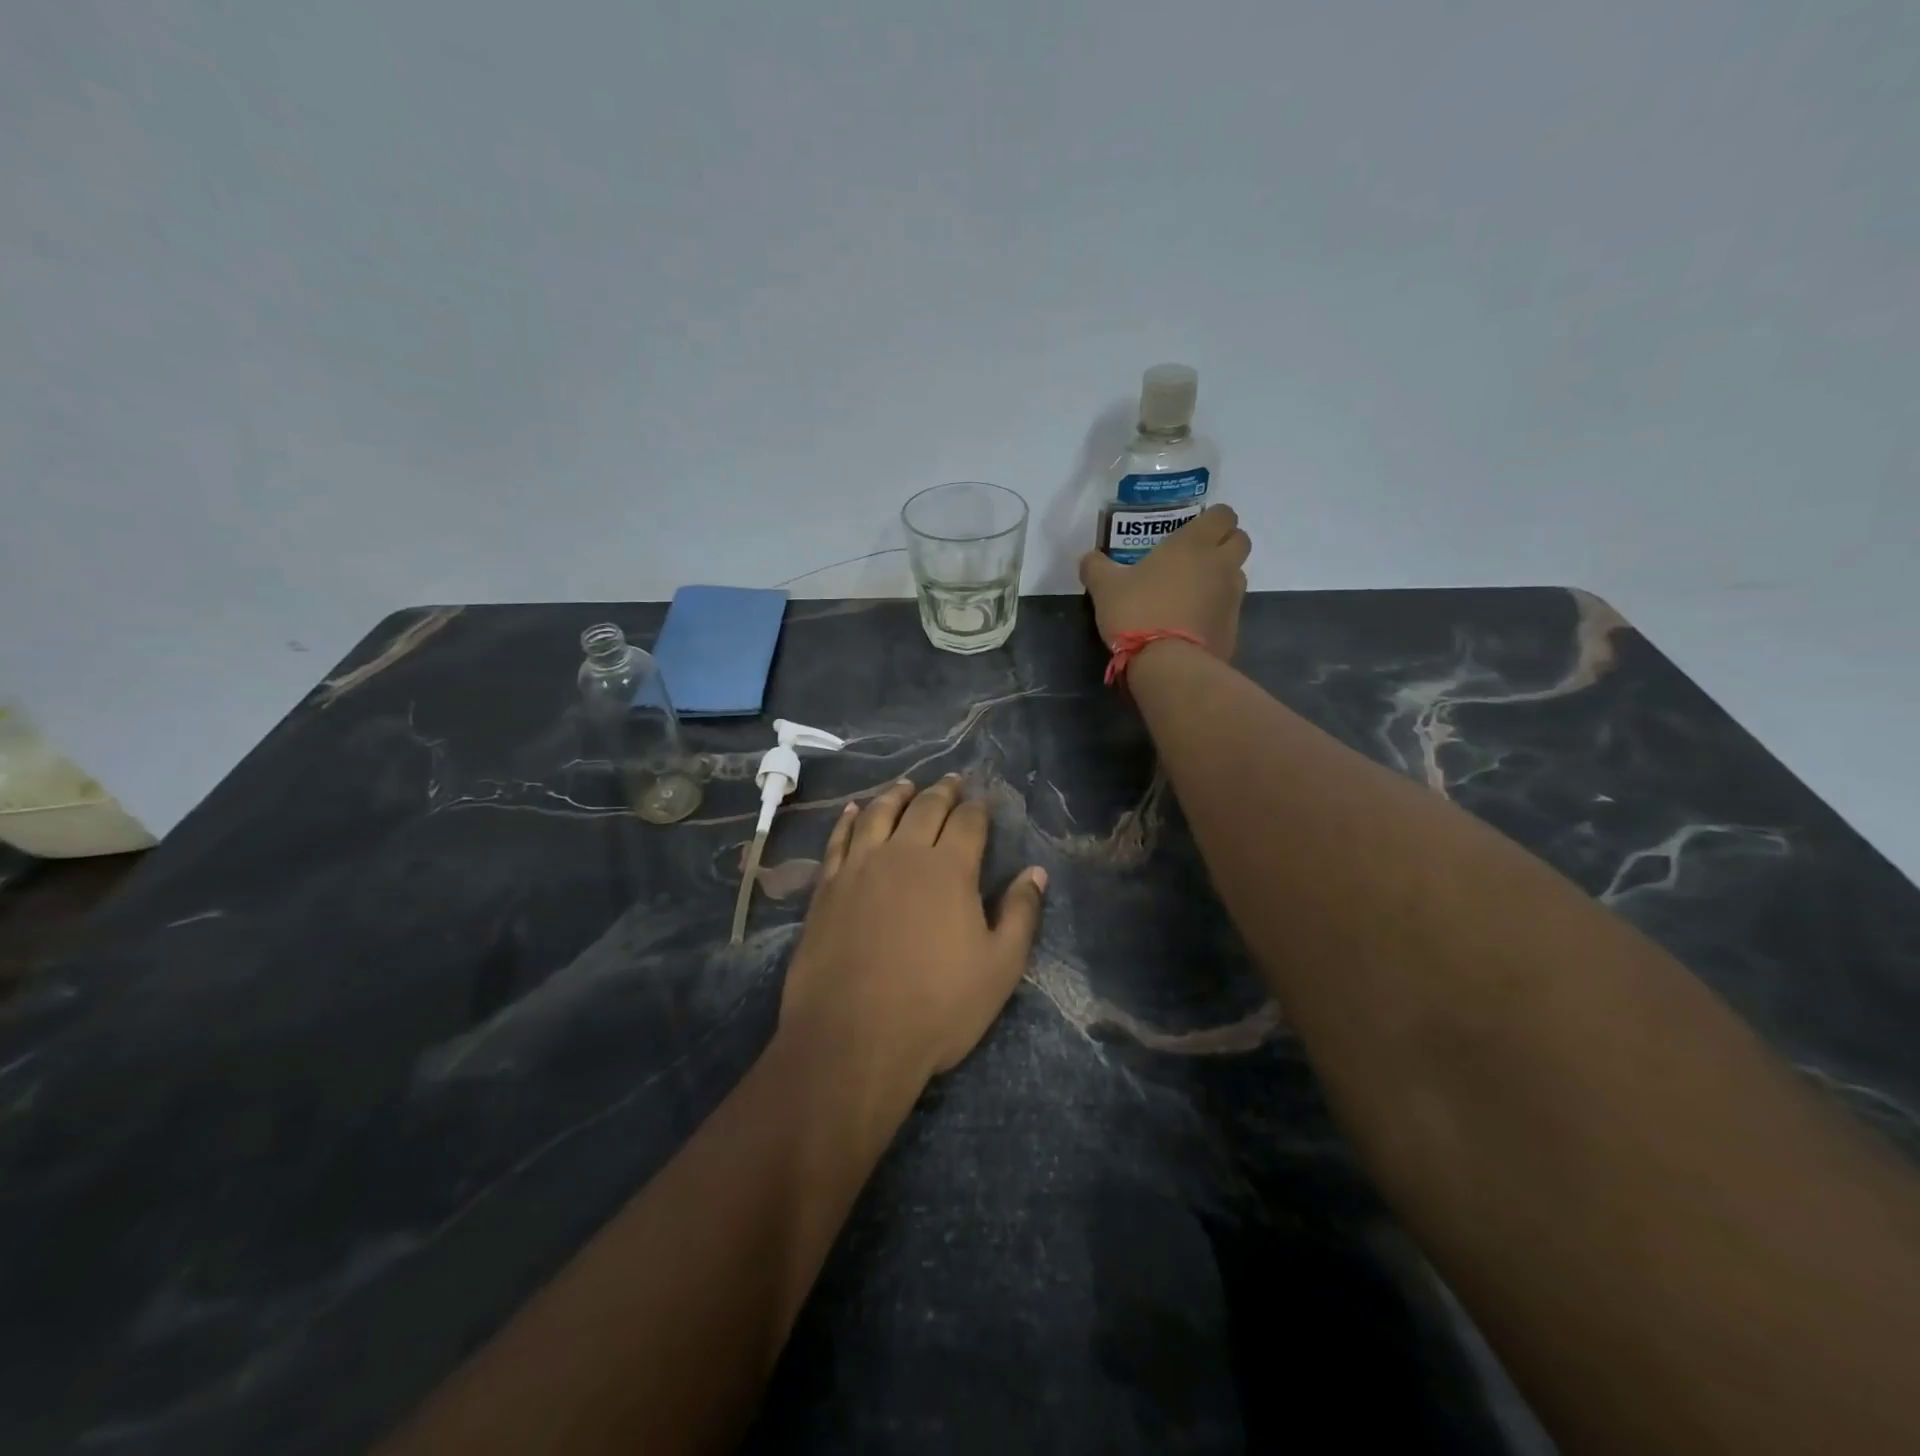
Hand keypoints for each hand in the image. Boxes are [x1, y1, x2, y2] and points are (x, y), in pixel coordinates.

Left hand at [780, 776, 1047, 1088]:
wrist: (852, 1038)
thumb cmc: (937, 1006)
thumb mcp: (999, 968)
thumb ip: (1020, 914)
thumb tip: (1036, 872)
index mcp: (949, 869)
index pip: (969, 822)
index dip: (979, 807)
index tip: (983, 799)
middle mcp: (903, 855)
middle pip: (925, 808)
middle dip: (942, 791)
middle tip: (951, 780)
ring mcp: (859, 867)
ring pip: (878, 814)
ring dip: (896, 795)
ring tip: (906, 785)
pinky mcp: (827, 887)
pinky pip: (839, 839)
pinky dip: (849, 819)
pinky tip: (854, 810)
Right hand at [1078, 503, 1250, 658]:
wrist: (1168, 665)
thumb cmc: (1137, 612)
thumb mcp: (1105, 588)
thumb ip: (1096, 567)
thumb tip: (1089, 558)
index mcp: (1194, 544)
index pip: (1223, 514)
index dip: (1211, 519)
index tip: (1192, 530)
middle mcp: (1220, 564)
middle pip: (1240, 540)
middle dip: (1224, 544)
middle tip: (1195, 558)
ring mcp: (1232, 597)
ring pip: (1236, 575)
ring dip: (1221, 578)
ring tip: (1190, 593)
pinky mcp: (1233, 628)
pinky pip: (1229, 610)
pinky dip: (1216, 611)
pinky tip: (1191, 624)